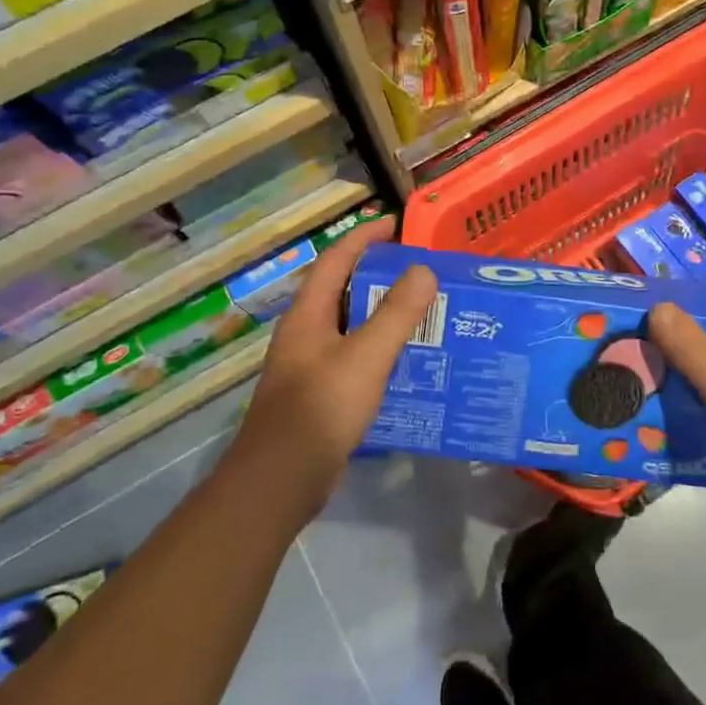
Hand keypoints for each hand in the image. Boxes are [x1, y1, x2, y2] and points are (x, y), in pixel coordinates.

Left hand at [222, 217, 437, 524]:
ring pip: (350, 326)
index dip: (364, 237)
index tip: (395, 224)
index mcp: (308, 314)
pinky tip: (407, 362)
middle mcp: (305, 333)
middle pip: (343, 291)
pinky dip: (379, 349)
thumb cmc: (321, 409)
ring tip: (424, 312)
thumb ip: (397, 313)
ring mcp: (309, 365)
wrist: (281, 480)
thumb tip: (422, 269)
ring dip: (382, 314)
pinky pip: (354, 357)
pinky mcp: (319, 394)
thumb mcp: (366, 356)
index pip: (335, 260)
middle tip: (421, 272)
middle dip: (379, 276)